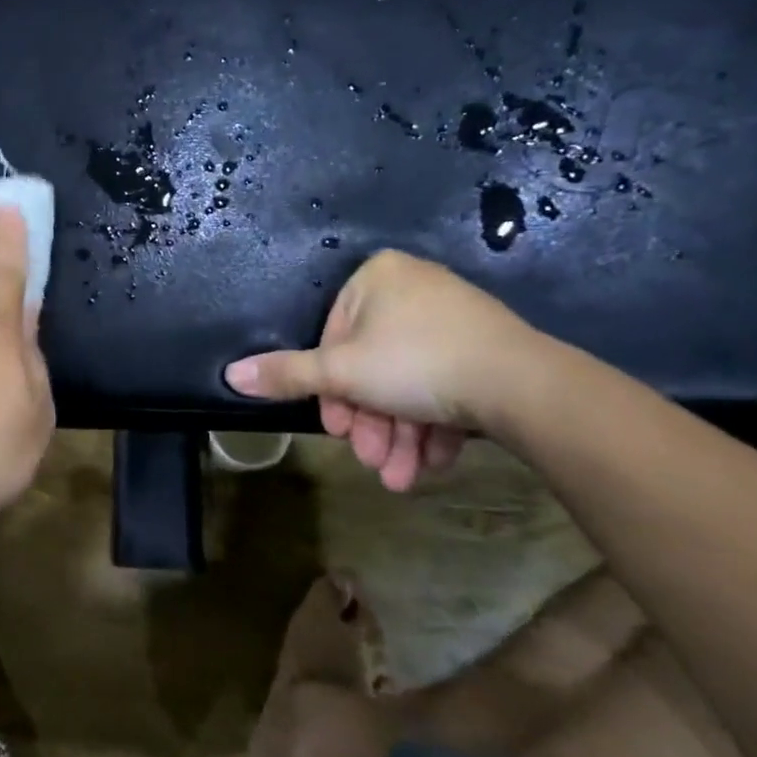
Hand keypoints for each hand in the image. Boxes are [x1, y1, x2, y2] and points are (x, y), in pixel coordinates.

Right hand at [224, 250, 542, 492]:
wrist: (526, 387)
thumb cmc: (416, 364)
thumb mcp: (341, 373)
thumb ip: (286, 373)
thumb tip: (230, 374)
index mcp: (378, 278)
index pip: (334, 336)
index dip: (331, 389)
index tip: (337, 429)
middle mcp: (415, 289)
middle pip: (373, 365)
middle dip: (369, 422)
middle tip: (369, 460)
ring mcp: (456, 319)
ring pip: (409, 383)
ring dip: (397, 435)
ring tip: (399, 478)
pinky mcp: (488, 350)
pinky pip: (445, 385)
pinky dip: (432, 426)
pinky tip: (430, 464)